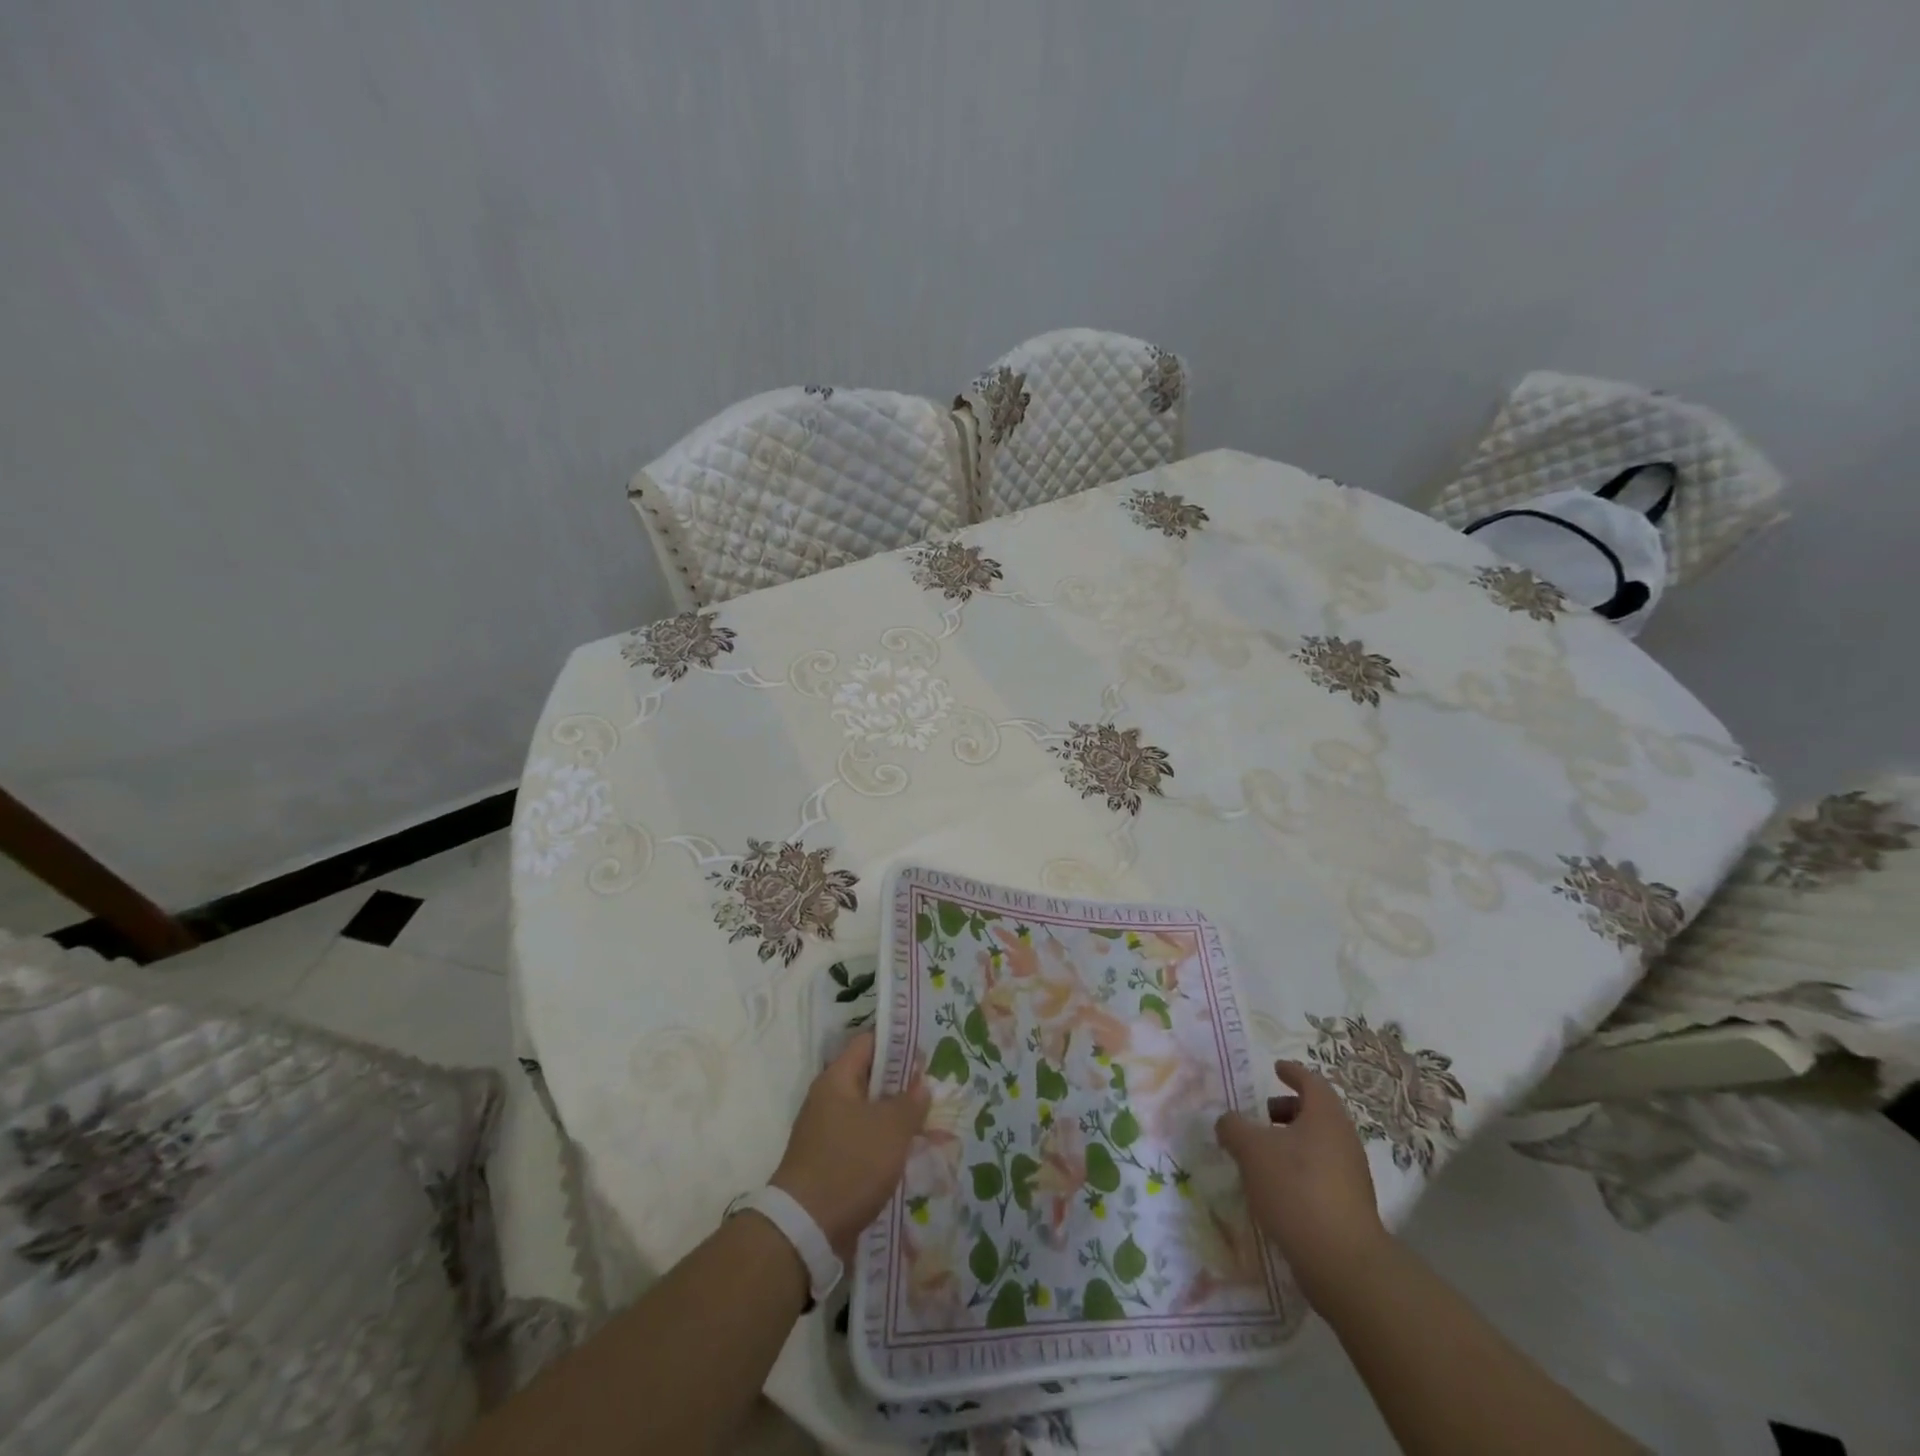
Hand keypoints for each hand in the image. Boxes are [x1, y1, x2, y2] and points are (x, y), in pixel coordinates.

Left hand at [772, 1030, 930, 1259]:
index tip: (926, 1054)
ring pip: (867, 1112)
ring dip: (894, 1117)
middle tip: (933, 1091)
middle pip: (869, 1078)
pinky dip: (882, 1143)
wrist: (805, 1230)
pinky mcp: (828, 1161)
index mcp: (836, 1079)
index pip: (869, 1043)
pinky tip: (905, 1155)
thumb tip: (920, 1084)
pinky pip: (861, 1140)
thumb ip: (910, 1102)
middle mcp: (827, 1099)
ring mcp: (825, 1131)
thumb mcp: (891, 1129)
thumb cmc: (850, 1165)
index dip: (898, 1043)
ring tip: (926, 1124)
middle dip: (901, 1084)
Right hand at [1215, 1060, 1388, 1304]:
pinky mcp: (1349, 1206)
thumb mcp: (1252, 1150)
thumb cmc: (1296, 1189)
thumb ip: (1234, 1127)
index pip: (1311, 1081)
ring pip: (1318, 1145)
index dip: (1292, 1072)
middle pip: (1316, 1113)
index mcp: (1325, 1116)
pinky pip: (1321, 1173)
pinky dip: (1298, 1169)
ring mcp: (1351, 1175)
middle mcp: (1343, 1140)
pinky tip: (1275, 1187)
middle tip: (1261, 1115)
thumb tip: (1228, 1122)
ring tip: (1261, 1154)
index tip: (1276, 1068)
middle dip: (1287, 1109)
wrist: (1342, 1262)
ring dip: (1290, 1142)